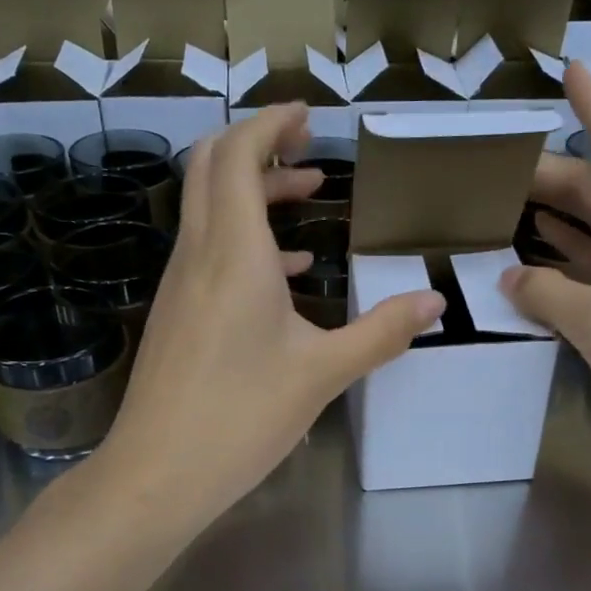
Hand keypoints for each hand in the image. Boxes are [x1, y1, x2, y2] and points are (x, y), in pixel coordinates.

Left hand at [97, 104, 445, 523]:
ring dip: (252, 192)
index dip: (270, 124)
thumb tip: (434, 303)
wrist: (156, 474)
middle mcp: (197, 254)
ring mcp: (179, 284)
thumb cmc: (241, 417)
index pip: (237, 156)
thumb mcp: (322, 373)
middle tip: (306, 148)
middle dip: (257, 146)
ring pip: (208, 208)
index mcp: (232, 253)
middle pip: (211, 167)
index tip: (307, 117)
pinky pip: (208, 251)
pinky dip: (245, 238)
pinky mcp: (176, 314)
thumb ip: (381, 332)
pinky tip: (287, 270)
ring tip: (307, 195)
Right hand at [501, 63, 590, 464]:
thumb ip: (545, 291)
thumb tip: (508, 274)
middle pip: (590, 190)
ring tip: (493, 208)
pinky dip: (552, 263)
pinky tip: (518, 265)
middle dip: (543, 175)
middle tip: (486, 171)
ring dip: (544, 218)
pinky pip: (583, 270)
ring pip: (584, 230)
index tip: (571, 68)